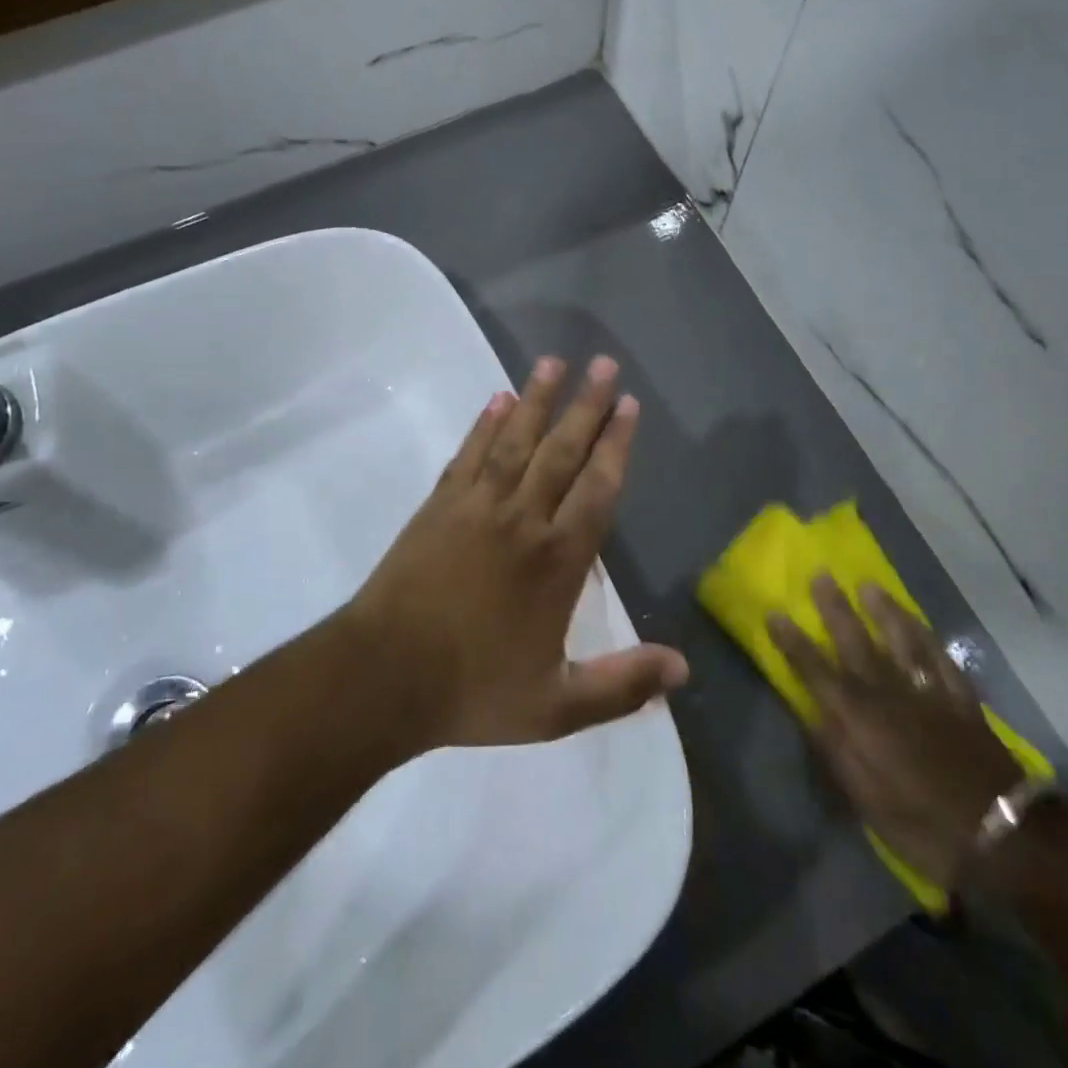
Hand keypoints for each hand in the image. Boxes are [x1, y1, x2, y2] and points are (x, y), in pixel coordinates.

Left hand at [350, 356, 688, 749]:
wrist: (383, 678)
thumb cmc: (473, 690)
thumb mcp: (556, 706)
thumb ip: (622, 684)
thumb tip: (684, 669)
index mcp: (558, 560)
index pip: (597, 488)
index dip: (616, 444)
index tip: (628, 405)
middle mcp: (523, 519)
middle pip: (561, 451)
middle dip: (586, 406)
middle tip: (604, 363)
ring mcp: (476, 507)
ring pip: (515, 441)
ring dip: (537, 400)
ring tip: (554, 362)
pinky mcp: (439, 506)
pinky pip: (469, 455)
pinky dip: (485, 425)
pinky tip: (496, 400)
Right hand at [769, 579, 1021, 888]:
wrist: (1002, 834)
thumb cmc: (922, 824)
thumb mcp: (866, 800)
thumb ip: (836, 751)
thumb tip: (811, 714)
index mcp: (859, 717)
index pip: (816, 670)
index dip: (793, 642)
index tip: (775, 613)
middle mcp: (889, 693)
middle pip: (856, 642)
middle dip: (835, 609)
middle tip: (821, 575)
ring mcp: (928, 692)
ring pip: (902, 640)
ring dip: (884, 611)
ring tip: (870, 586)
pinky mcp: (962, 700)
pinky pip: (942, 659)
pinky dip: (929, 639)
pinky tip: (920, 625)